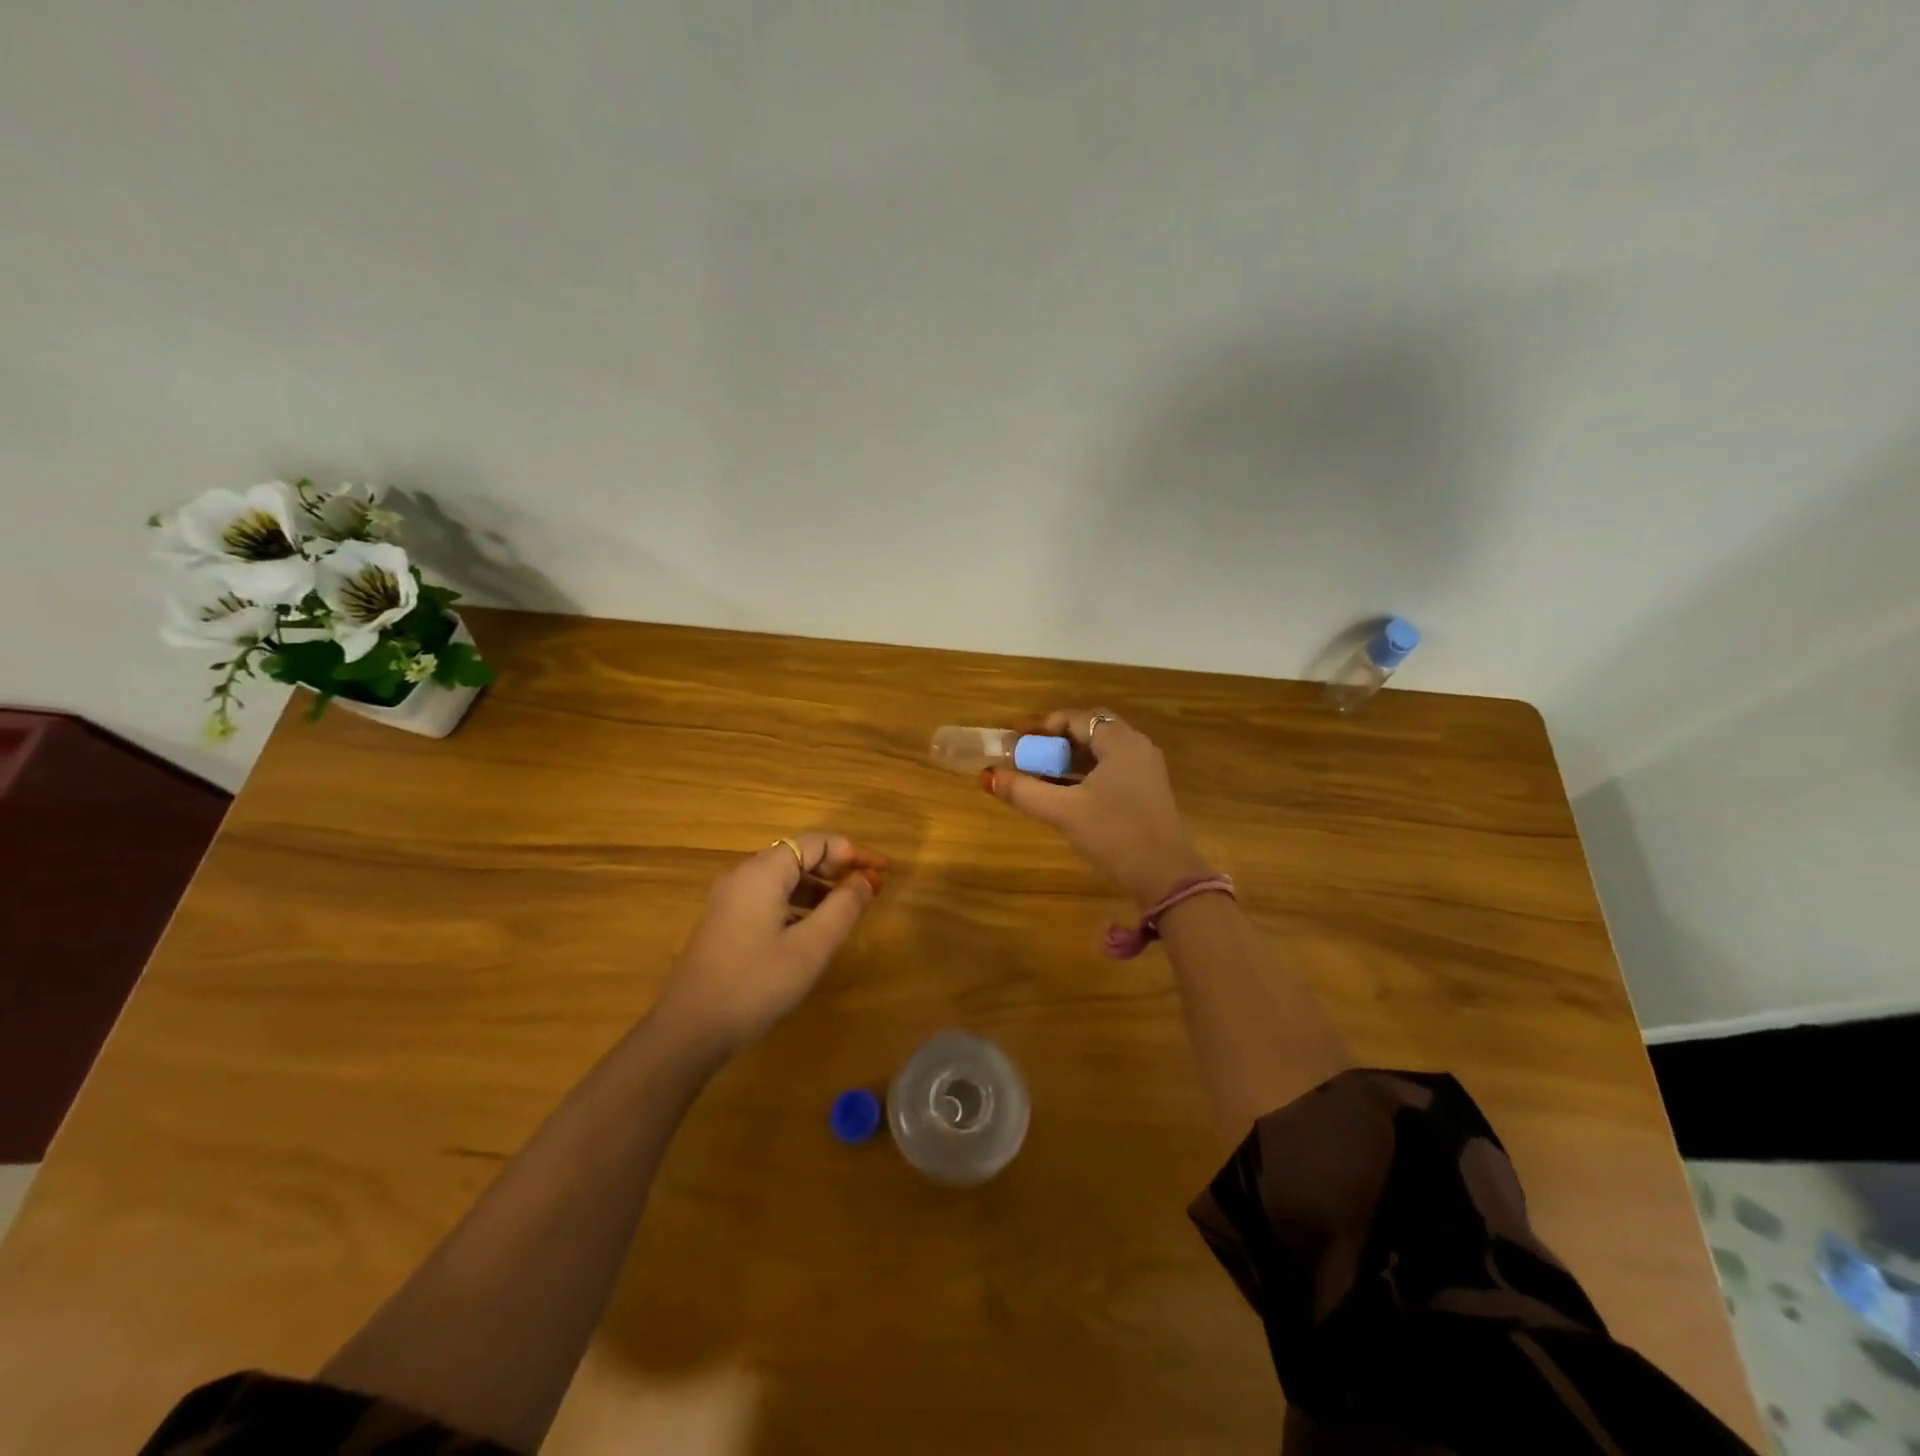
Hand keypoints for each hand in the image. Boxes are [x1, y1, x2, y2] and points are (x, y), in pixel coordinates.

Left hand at [655, 832, 886, 1054]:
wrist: (688, 1031)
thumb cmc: (755, 984)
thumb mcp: (810, 947)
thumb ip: (843, 907)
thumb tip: (866, 879)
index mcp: (763, 873)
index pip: (816, 842)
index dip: (854, 852)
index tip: (883, 871)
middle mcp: (743, 876)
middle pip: (798, 855)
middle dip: (837, 868)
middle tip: (869, 889)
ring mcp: (729, 900)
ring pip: (783, 878)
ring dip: (818, 887)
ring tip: (847, 911)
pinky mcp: (724, 923)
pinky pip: (768, 898)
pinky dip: (797, 904)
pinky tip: (812, 931)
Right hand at [986, 709, 1207, 905]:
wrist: (1166, 876)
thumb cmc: (1114, 834)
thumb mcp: (1064, 811)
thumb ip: (1024, 790)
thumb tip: (988, 777)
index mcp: (1120, 742)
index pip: (1077, 718)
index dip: (1043, 726)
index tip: (1017, 741)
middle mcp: (1136, 747)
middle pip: (1090, 730)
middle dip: (1056, 740)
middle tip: (1028, 755)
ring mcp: (1145, 770)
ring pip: (1101, 752)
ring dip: (1069, 759)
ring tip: (1039, 774)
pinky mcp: (1146, 792)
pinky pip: (1111, 769)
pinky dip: (1085, 773)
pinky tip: (1064, 793)